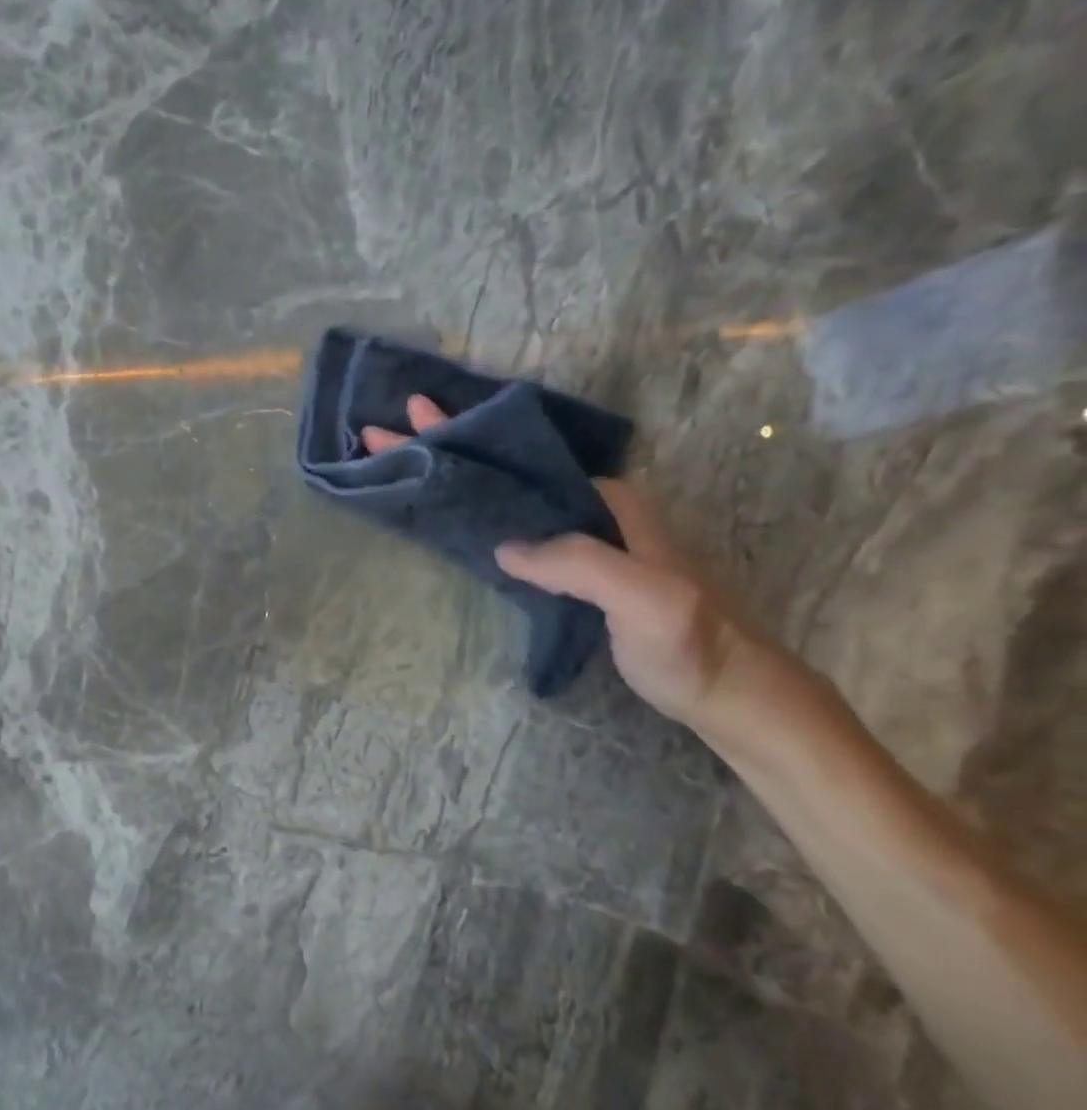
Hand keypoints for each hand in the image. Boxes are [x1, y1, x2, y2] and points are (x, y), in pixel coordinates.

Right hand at [363, 393, 774, 731]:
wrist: (726, 691)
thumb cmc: (690, 643)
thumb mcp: (645, 599)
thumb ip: (580, 563)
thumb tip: (506, 545)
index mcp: (606, 501)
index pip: (520, 458)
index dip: (465, 436)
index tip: (414, 418)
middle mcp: (589, 509)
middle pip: (505, 468)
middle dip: (448, 446)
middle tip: (384, 432)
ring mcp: (579, 540)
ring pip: (505, 496)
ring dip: (455, 478)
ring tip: (403, 462)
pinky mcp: (569, 571)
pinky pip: (511, 528)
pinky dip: (473, 514)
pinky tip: (449, 513)